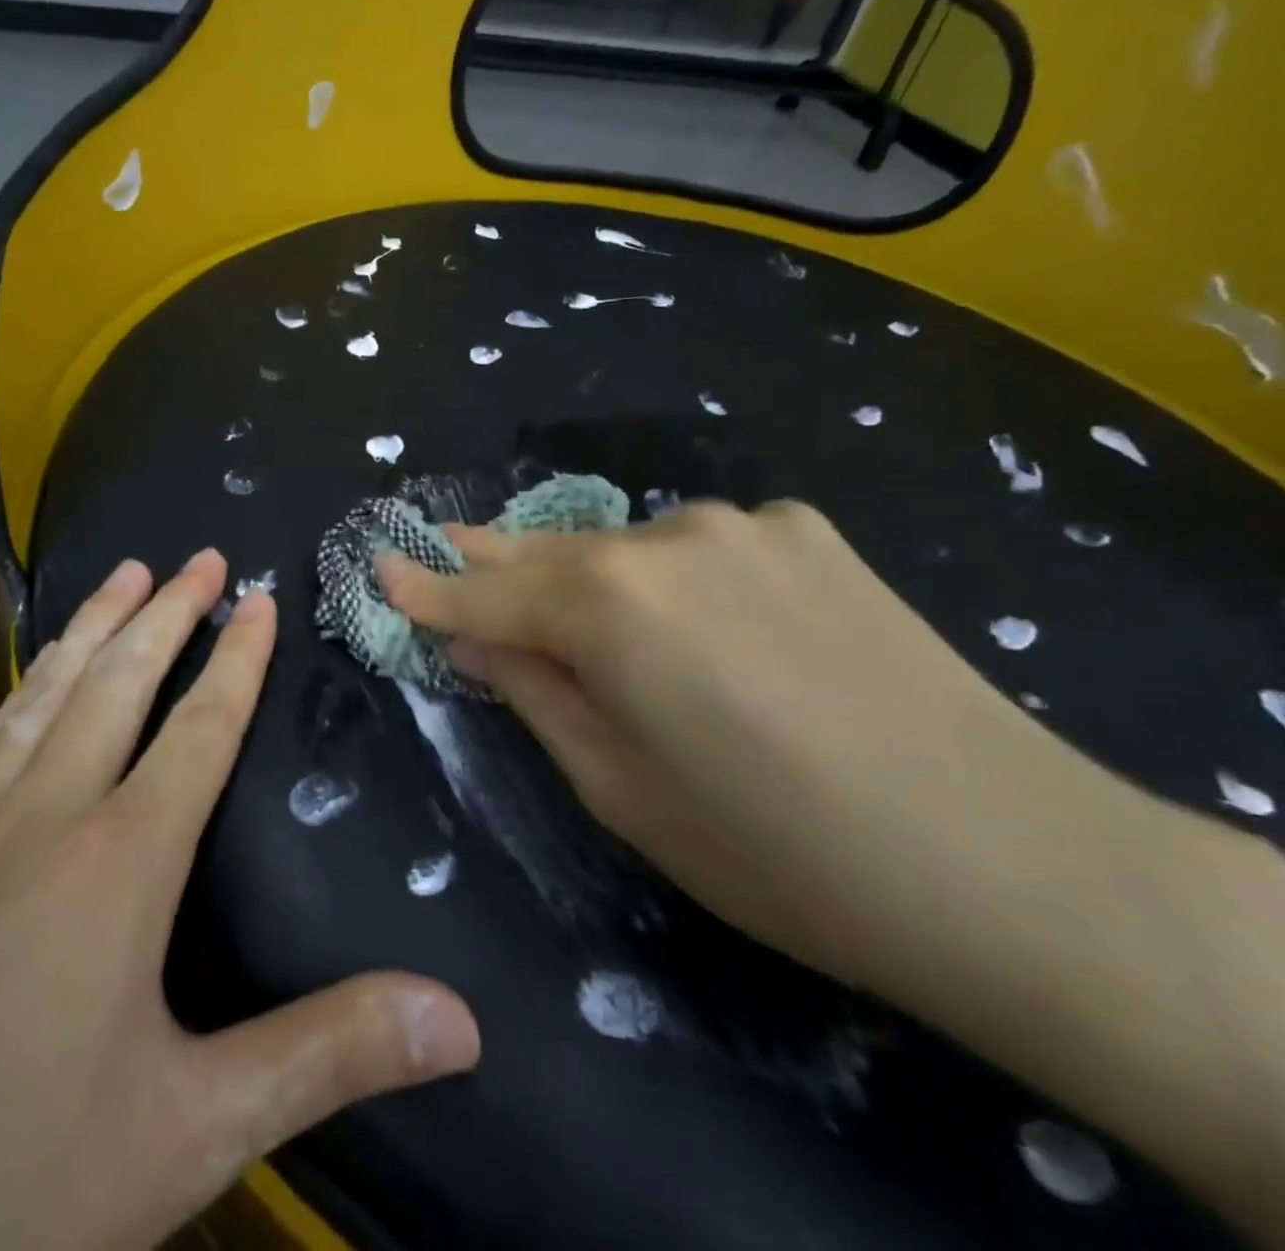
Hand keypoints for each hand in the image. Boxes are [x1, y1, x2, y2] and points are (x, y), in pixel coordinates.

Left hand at [0, 551, 478, 1250]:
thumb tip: (461, 1021)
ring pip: (45, 691)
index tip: (258, 598)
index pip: (199, 728)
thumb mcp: (190, 1132)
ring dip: (93, 625)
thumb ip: (327, 1056)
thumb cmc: (1, 1181)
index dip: (237, 659)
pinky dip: (27, 682)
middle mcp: (44, 814)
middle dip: (166, 612)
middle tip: (197, 557)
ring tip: (124, 573)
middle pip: (119, 682)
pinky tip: (33, 678)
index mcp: (120, 860)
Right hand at [377, 501, 1149, 996]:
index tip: (380, 564)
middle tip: (445, 550)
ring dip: (591, 578)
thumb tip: (472, 638)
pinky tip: (712, 627)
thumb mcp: (615, 785)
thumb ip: (532, 690)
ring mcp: (743, 523)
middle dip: (492, 559)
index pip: (483, 589)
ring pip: (627, 547)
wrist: (1006, 861)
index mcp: (606, 603)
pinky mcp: (807, 529)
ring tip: (581, 615)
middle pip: (549, 550)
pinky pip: (702, 549)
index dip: (427, 585)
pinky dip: (675, 579)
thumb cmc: (768, 848)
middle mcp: (664, 537)